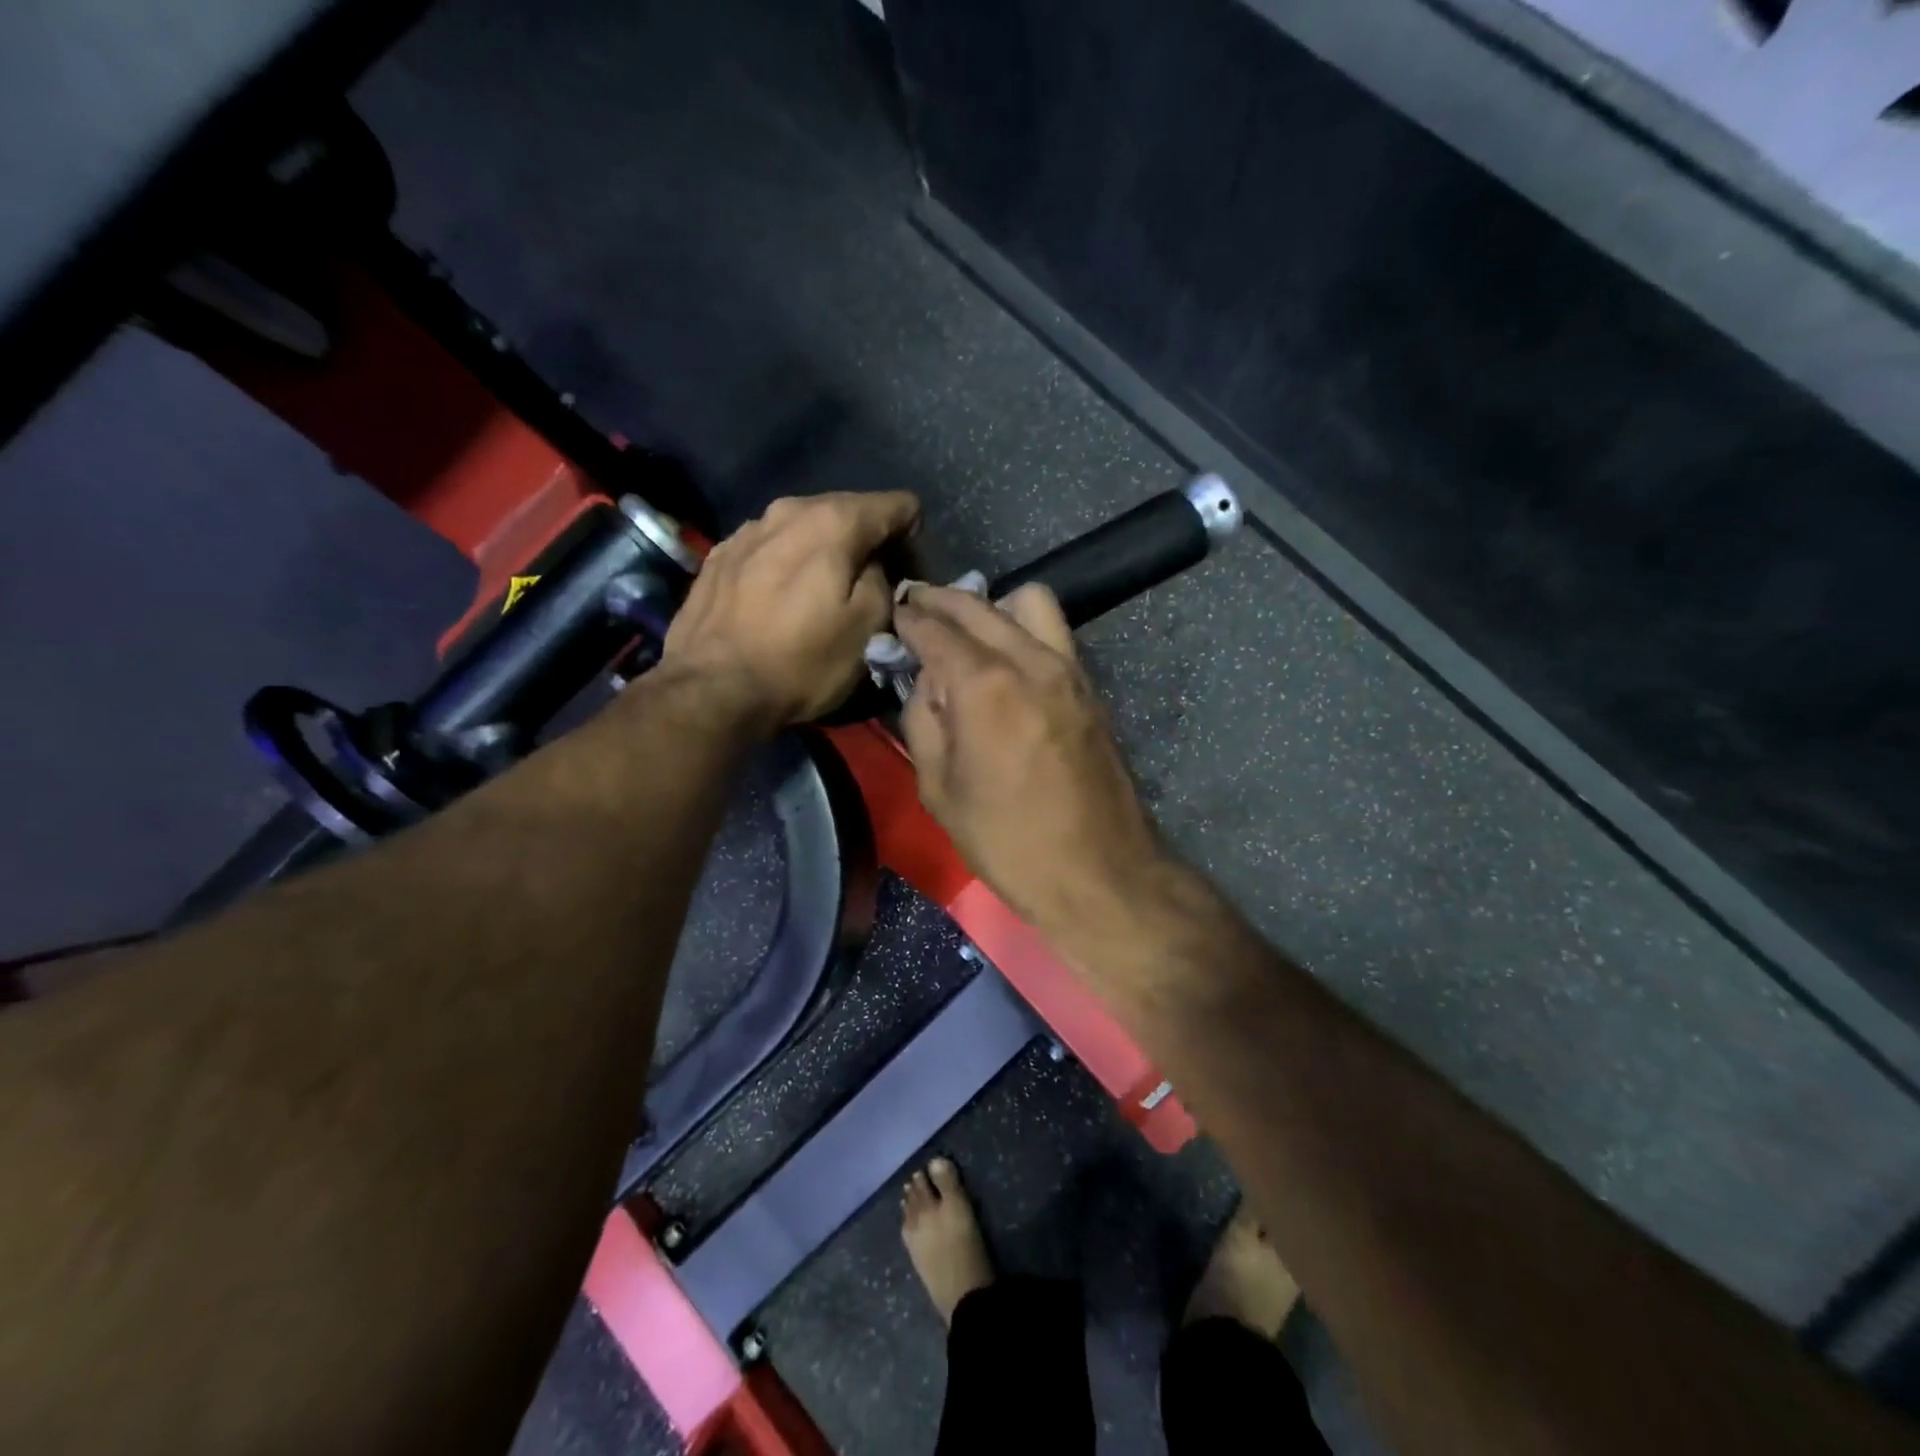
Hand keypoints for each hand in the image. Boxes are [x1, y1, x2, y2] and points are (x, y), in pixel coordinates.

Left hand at [662, 491, 919, 728]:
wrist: (712, 690)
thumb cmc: (801, 662)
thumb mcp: (868, 628)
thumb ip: (885, 582)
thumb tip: (877, 565)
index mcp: (833, 521)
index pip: (894, 505)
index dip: (910, 531)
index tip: (907, 565)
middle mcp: (788, 509)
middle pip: (846, 510)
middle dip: (865, 539)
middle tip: (871, 581)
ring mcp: (747, 530)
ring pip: (803, 527)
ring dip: (822, 550)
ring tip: (822, 589)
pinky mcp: (719, 556)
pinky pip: (769, 548)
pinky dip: (785, 563)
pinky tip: (779, 597)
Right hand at [894, 582, 1164, 935]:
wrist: (1100, 872)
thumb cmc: (1008, 842)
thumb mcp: (940, 790)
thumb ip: (923, 721)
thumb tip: (925, 681)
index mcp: (984, 685)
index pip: (934, 629)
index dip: (907, 619)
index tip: (891, 615)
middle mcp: (1029, 660)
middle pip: (978, 604)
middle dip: (940, 600)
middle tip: (915, 608)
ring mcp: (1068, 669)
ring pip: (1028, 602)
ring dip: (990, 606)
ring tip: (968, 633)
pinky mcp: (1090, 686)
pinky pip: (1053, 632)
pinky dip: (1022, 627)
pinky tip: (1005, 659)